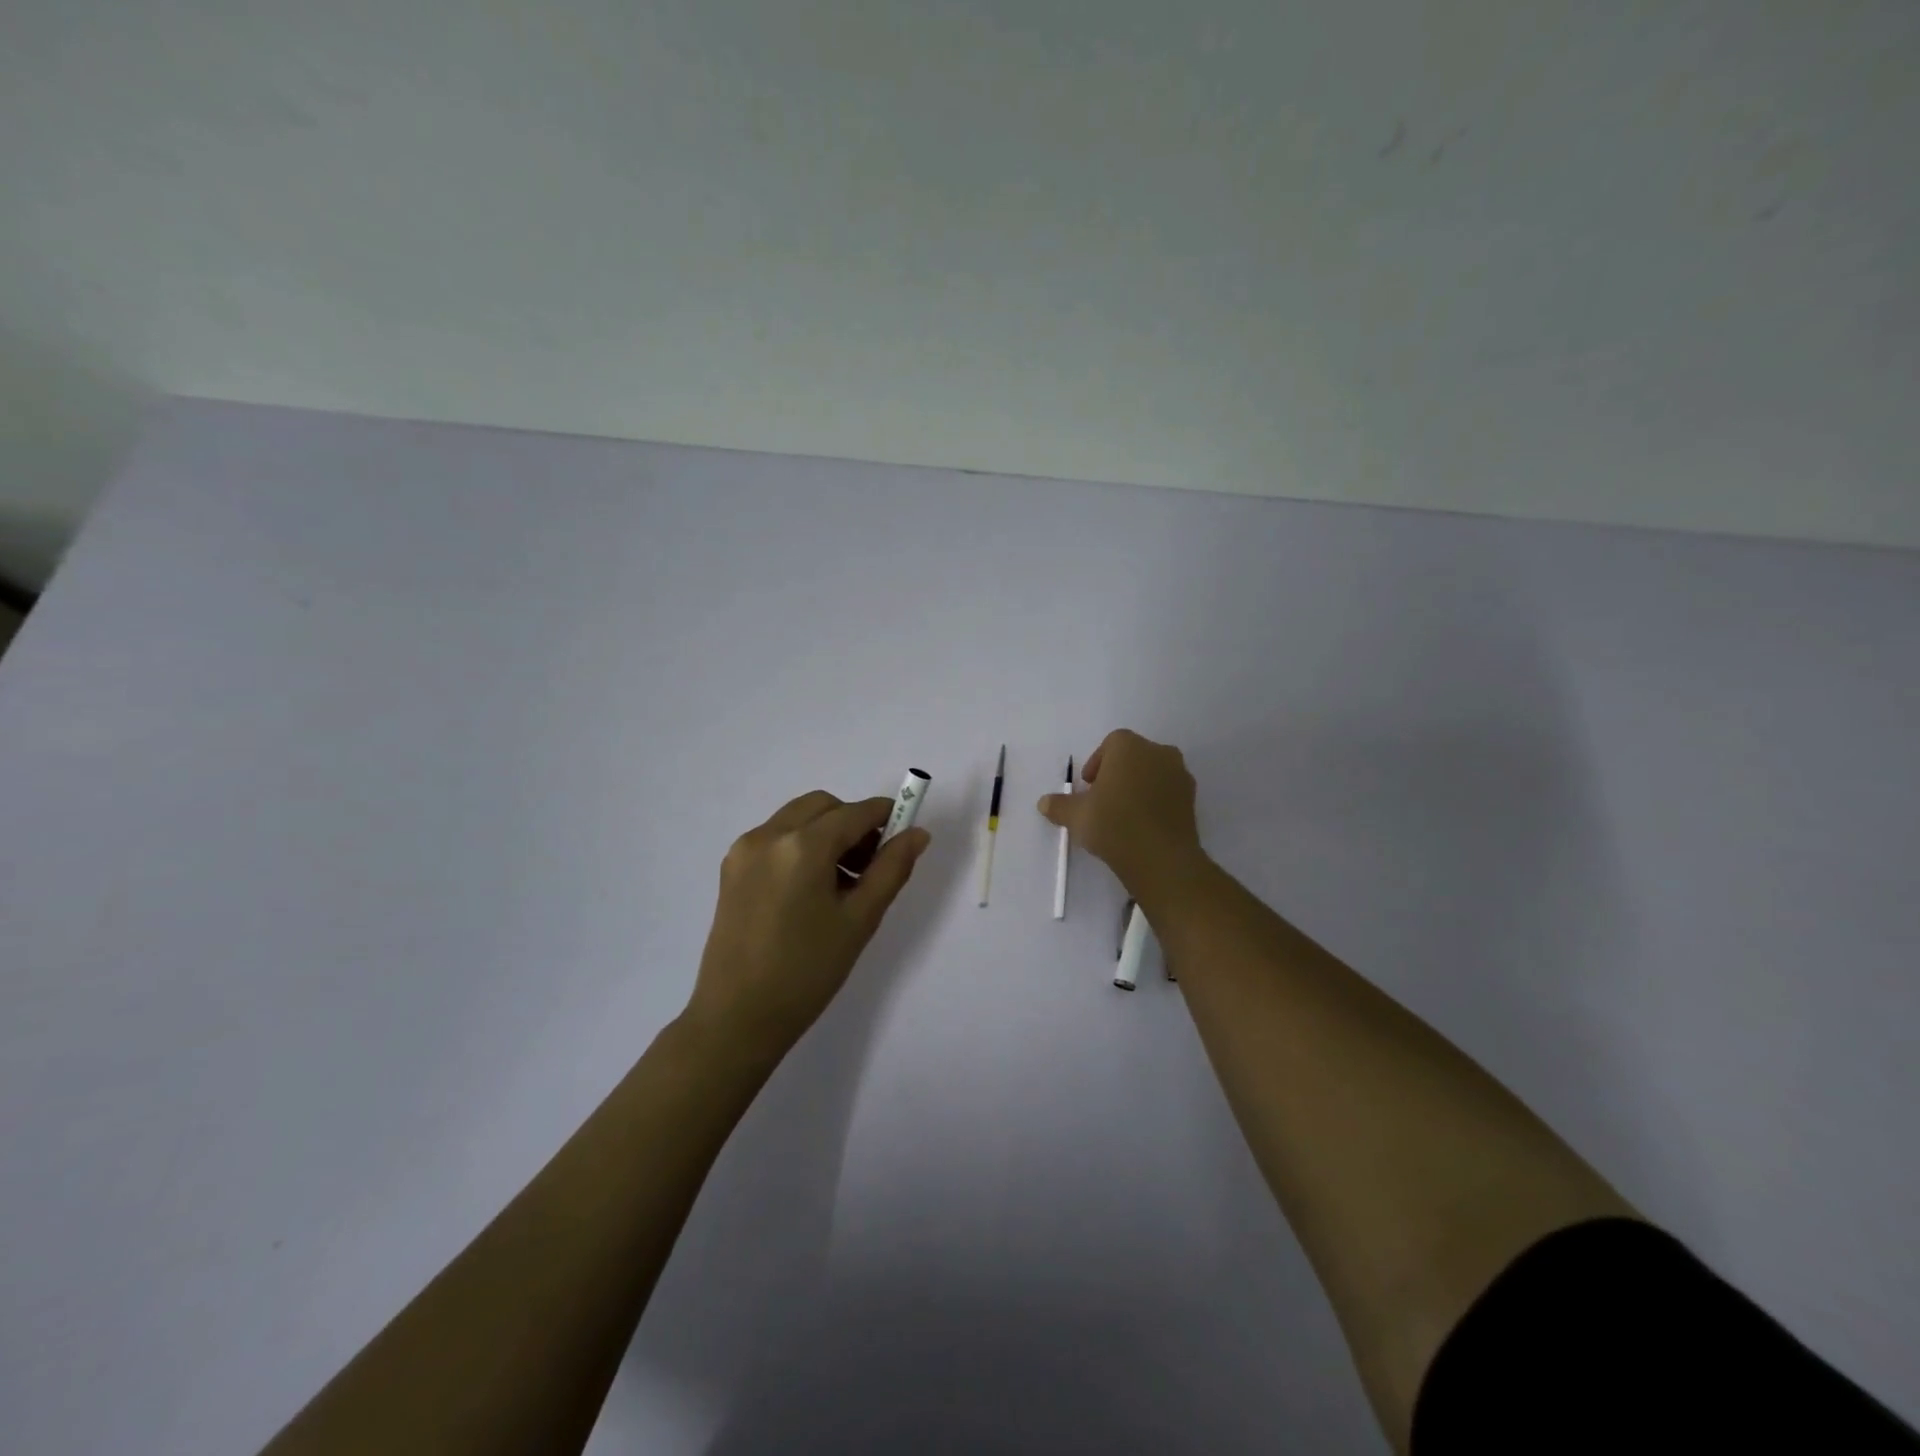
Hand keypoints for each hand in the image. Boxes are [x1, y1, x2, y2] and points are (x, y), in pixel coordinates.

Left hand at [684, 791, 930, 1056]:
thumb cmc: (807, 971)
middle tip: (871, 864)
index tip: (904, 833)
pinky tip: (811, 888)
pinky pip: (775, 838)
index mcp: (802, 846)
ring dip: (826, 832)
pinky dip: (800, 845)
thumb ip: (891, 869)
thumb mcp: (860, 920)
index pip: (854, 813)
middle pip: (822, 806)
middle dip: (852, 822)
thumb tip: (917, 834)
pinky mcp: (731, 869)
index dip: (884, 816)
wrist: (737, 1018)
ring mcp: (744, 851)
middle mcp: (769, 836)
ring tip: (842, 882)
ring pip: (797, 818)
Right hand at [1038, 729, 1208, 900]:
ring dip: (1138, 786)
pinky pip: (1167, 793)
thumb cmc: (1113, 824)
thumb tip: (1044, 803)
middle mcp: (1158, 752)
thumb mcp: (1076, 816)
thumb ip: (1059, 805)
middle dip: (1118, 773)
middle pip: (1134, 756)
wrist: (1161, 859)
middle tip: (1103, 799)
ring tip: (1123, 815)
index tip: (1088, 787)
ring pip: (1153, 773)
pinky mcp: (1192, 800)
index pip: (1110, 744)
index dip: (1097, 763)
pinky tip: (1142, 825)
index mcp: (1129, 746)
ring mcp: (1179, 775)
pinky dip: (1155, 802)